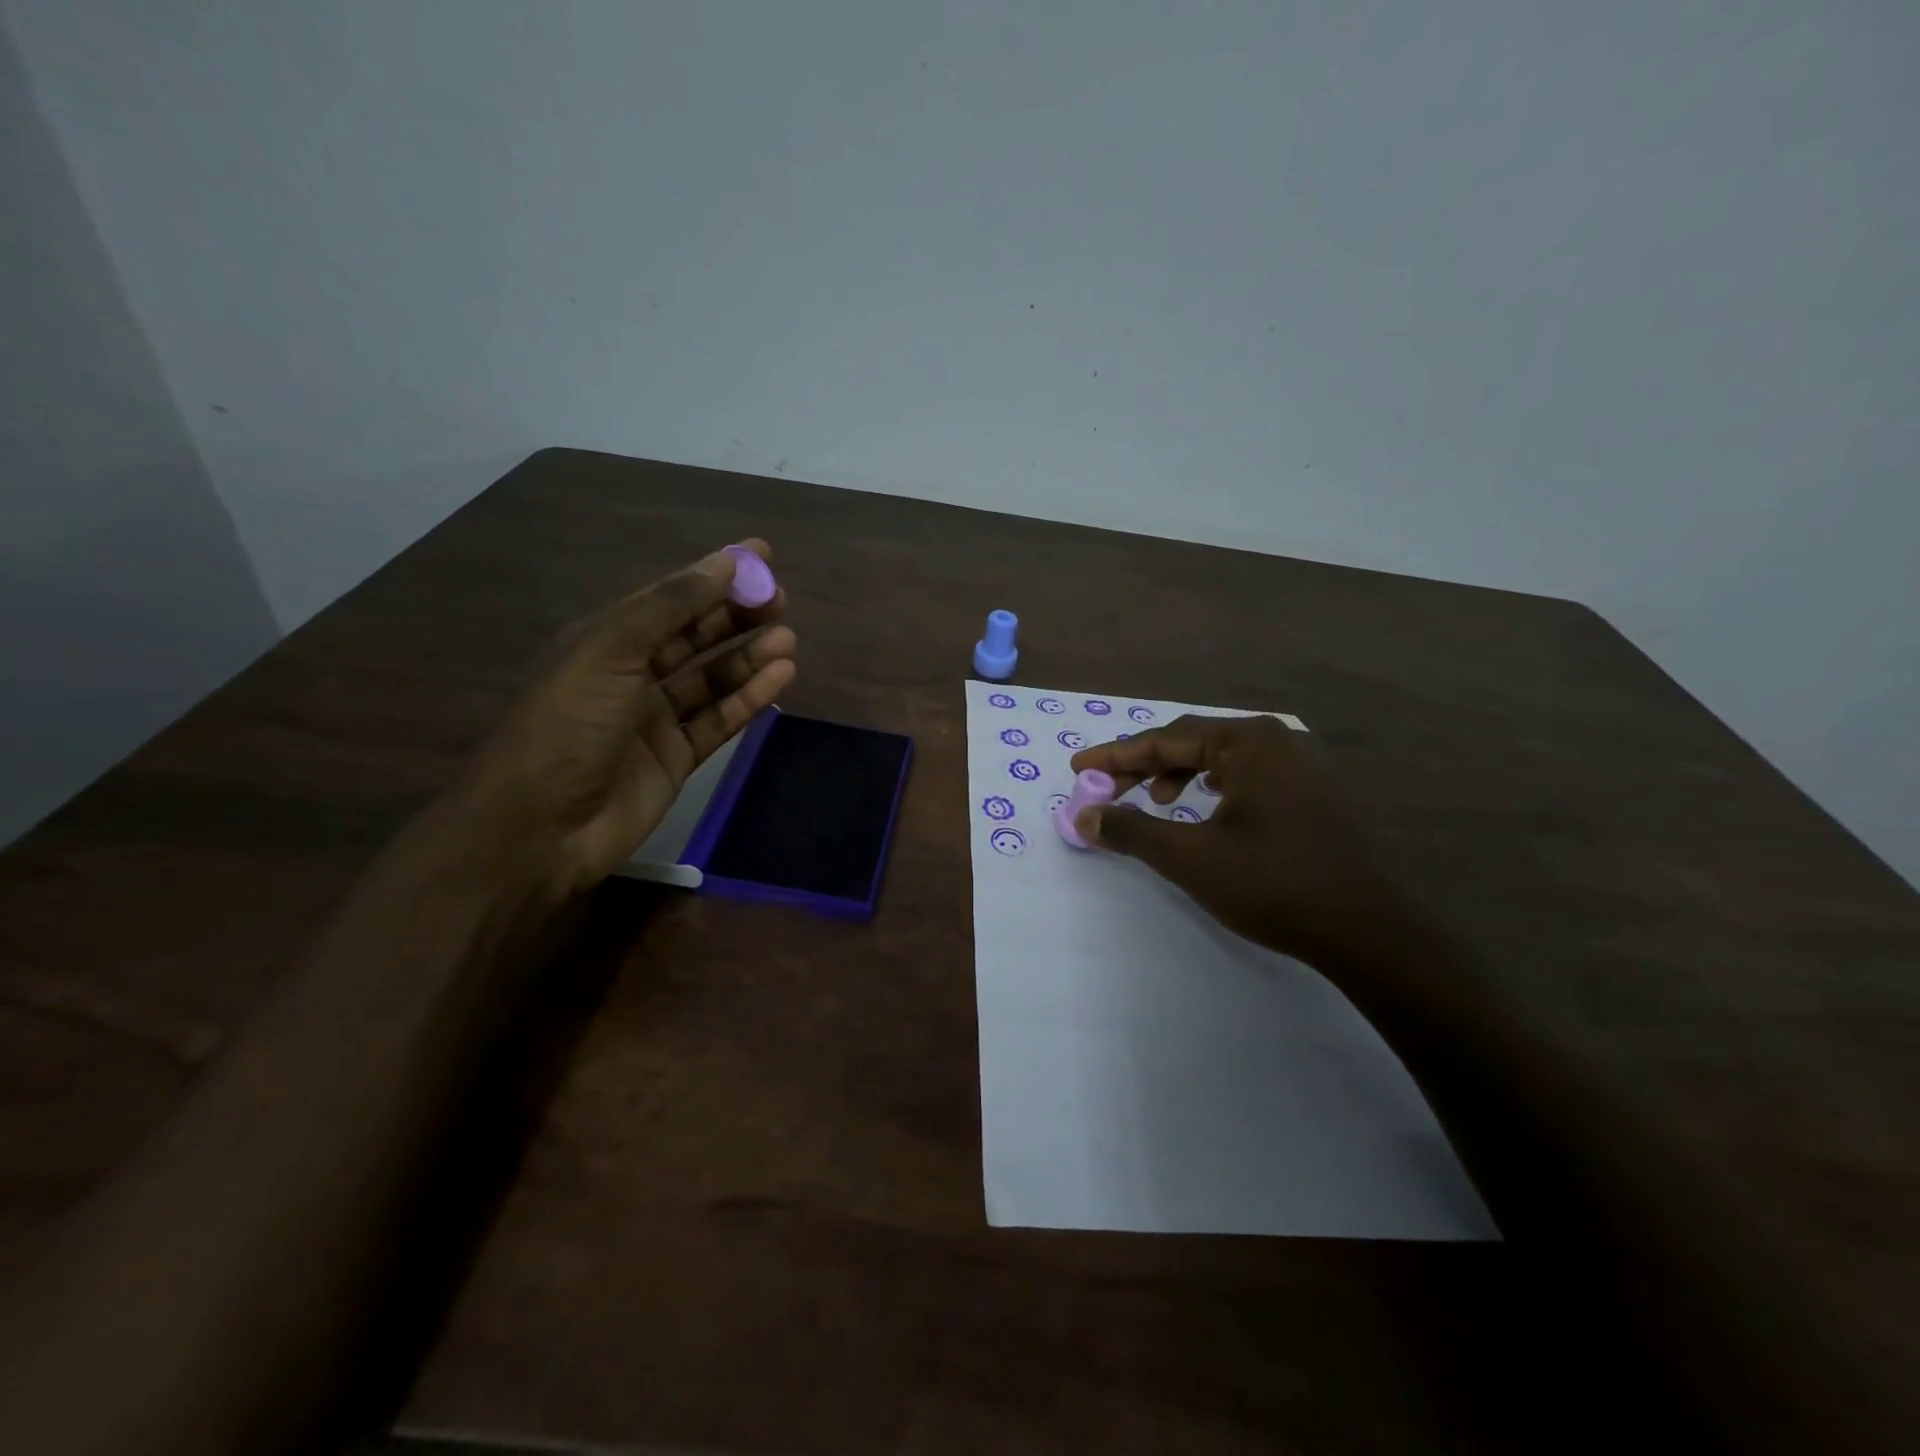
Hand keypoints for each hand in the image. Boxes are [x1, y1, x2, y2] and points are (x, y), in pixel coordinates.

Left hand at [460, 540, 796, 894]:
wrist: (538, 827)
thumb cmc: (568, 724)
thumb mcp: (612, 650)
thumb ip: (671, 607)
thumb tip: (726, 563)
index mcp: (606, 640)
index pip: (670, 597)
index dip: (714, 574)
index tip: (761, 555)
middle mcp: (632, 674)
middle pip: (695, 635)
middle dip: (737, 615)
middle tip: (781, 600)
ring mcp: (656, 718)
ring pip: (712, 678)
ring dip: (749, 658)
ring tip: (788, 640)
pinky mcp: (678, 758)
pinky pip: (720, 719)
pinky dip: (749, 698)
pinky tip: (779, 678)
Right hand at [1069, 714, 1403, 968]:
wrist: (1369, 931)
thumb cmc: (1274, 884)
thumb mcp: (1191, 857)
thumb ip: (1132, 830)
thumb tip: (1083, 817)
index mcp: (1249, 741)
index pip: (1166, 739)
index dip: (1116, 755)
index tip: (1078, 768)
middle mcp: (1278, 740)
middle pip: (1194, 743)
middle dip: (1145, 766)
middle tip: (1106, 789)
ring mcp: (1303, 765)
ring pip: (1222, 759)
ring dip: (1179, 775)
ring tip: (1156, 801)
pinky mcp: (1316, 792)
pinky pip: (1248, 775)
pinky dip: (1214, 787)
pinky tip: (1206, 808)